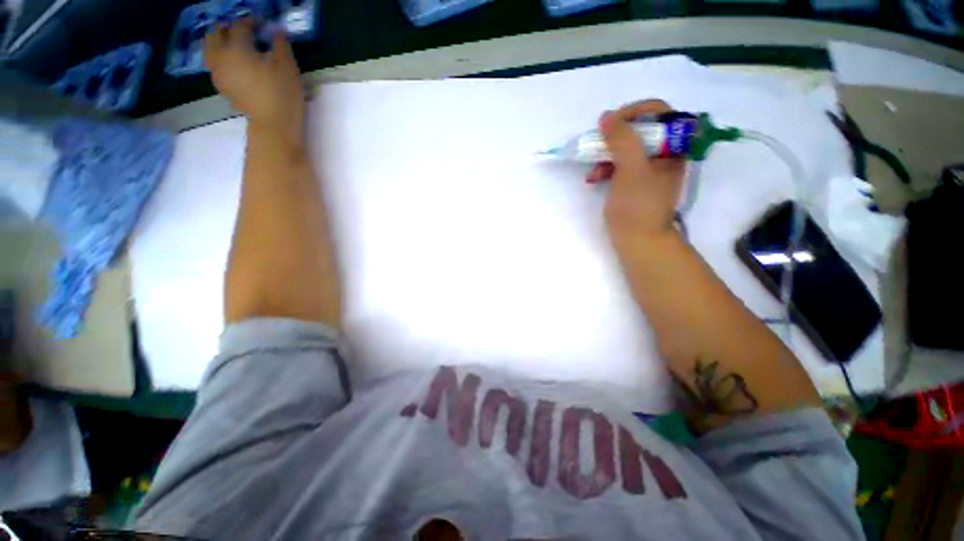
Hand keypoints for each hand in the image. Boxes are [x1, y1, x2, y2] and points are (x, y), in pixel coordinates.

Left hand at [204, 19, 304, 142]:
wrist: (273, 125)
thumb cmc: (282, 94)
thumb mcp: (288, 67)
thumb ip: (281, 45)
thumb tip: (276, 31)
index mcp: (237, 48)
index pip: (240, 27)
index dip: (250, 22)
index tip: (261, 23)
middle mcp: (222, 57)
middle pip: (216, 35)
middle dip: (227, 29)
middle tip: (240, 30)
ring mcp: (219, 73)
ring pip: (210, 50)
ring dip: (218, 42)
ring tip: (232, 44)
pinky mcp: (223, 88)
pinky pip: (215, 65)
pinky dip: (220, 58)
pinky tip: (231, 63)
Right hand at [592, 100, 686, 243]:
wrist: (639, 241)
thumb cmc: (637, 207)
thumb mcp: (631, 170)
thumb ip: (622, 140)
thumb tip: (607, 116)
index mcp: (675, 146)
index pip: (658, 112)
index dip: (632, 112)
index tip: (609, 125)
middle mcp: (666, 153)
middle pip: (640, 129)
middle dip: (614, 138)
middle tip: (598, 147)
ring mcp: (651, 168)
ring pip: (628, 148)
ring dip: (607, 155)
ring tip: (593, 172)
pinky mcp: (638, 181)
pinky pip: (622, 164)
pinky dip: (607, 168)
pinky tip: (594, 178)